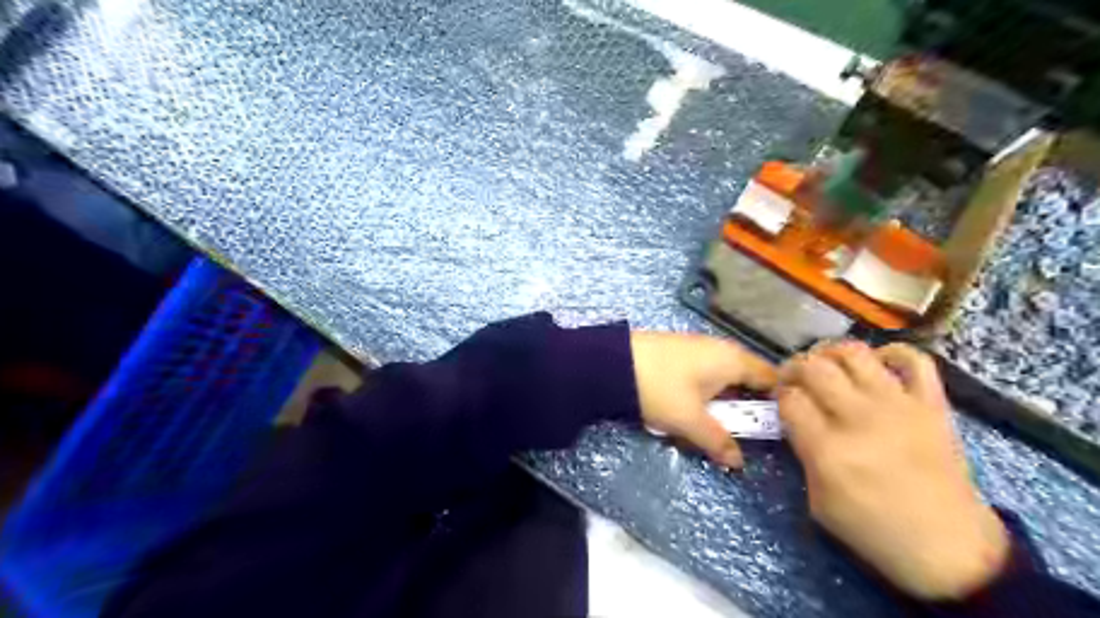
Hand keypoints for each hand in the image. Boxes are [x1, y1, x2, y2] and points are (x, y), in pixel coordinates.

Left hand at [633, 334, 776, 468]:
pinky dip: (699, 397)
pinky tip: (684, 412)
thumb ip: (717, 441)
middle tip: (736, 434)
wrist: (610, 363)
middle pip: (745, 381)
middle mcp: (719, 349)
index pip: (771, 378)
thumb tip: (738, 461)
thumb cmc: (659, 388)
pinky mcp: (677, 354)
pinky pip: (700, 378)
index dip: (777, 403)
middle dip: (741, 410)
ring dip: (717, 406)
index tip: (776, 429)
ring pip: (720, 382)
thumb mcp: (689, 420)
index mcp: (732, 359)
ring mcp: (696, 349)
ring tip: (705, 428)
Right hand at [772, 341, 1002, 599]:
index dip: (778, 394)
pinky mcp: (932, 405)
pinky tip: (876, 364)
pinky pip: (914, 360)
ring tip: (827, 365)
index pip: (790, 398)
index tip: (779, 400)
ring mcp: (899, 406)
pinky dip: (892, 353)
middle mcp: (860, 418)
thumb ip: (803, 453)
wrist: (950, 549)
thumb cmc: (874, 530)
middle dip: (794, 367)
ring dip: (831, 353)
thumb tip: (797, 420)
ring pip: (855, 353)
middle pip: (815, 367)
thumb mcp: (818, 501)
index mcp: (829, 449)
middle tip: (794, 378)